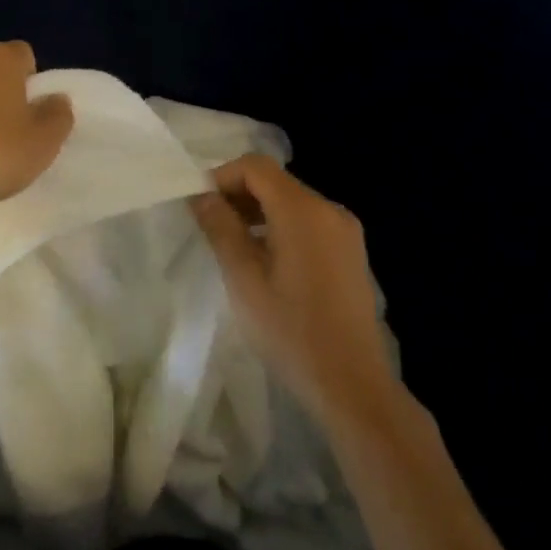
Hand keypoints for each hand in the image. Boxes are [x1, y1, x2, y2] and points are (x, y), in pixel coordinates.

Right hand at [192, 155, 395, 426]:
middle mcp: (329, 210)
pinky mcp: (351, 253)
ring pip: (292, 202)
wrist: (351, 383)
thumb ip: (220, 228)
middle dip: (238, 194)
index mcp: (303, 211)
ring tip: (232, 245)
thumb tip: (201, 195)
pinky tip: (265, 260)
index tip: (199, 206)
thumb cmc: (289, 330)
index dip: (222, 176)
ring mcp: (345, 232)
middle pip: (275, 181)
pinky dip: (281, 227)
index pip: (256, 166)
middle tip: (209, 226)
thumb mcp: (243, 278)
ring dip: (258, 211)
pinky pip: (309, 223)